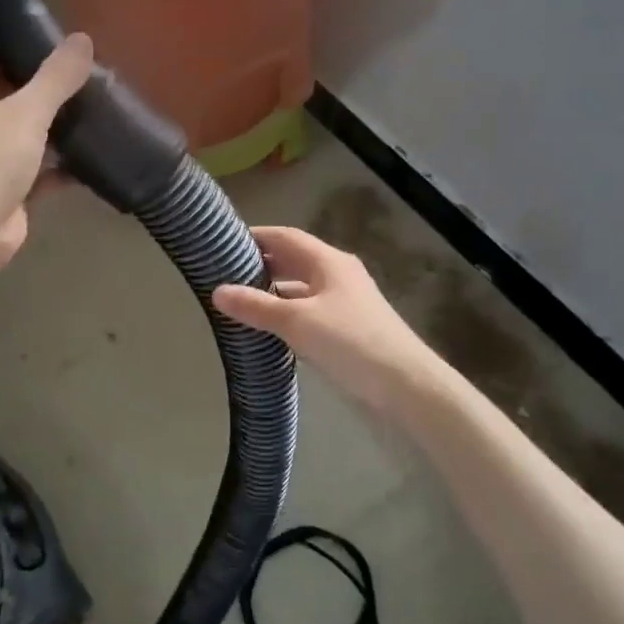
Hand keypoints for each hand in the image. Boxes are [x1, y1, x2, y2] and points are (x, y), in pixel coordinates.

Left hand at [0, 34, 93, 266]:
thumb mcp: (26, 111)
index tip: (51, 40)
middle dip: (45, 87)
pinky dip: (65, 166)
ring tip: (100, 108)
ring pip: (29, 134)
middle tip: (87, 74)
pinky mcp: (11, 191)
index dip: (12, 45)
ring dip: (58, 127)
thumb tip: (83, 38)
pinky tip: (96, 156)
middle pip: (11, 94)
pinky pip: (43, 171)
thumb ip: (56, 77)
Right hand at [213, 226, 438, 411]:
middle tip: (223, 272)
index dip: (255, 236)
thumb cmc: (351, 342)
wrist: (407, 386)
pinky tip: (268, 327)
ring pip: (301, 287)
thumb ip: (256, 306)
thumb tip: (216, 291)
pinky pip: (309, 310)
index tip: (222, 241)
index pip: (285, 237)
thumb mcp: (297, 322)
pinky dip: (286, 312)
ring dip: (273, 290)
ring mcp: (345, 301)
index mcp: (328, 261)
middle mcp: (338, 274)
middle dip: (261, 263)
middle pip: (293, 260)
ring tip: (238, 299)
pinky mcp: (348, 327)